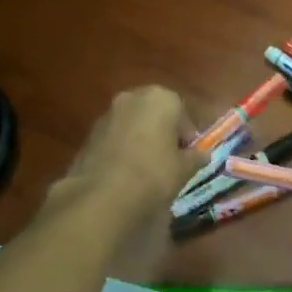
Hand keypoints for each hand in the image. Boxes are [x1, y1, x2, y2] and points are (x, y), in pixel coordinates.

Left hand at [47, 86, 206, 227]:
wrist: (105, 194)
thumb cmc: (155, 173)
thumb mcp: (184, 168)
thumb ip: (195, 157)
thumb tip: (202, 154)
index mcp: (160, 98)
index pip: (182, 113)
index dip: (187, 137)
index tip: (189, 156)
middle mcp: (132, 97)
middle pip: (154, 114)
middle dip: (163, 133)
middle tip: (169, 160)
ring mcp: (107, 114)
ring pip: (132, 124)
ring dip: (141, 140)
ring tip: (146, 169)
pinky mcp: (89, 134)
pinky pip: (114, 138)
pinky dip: (122, 149)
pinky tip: (125, 173)